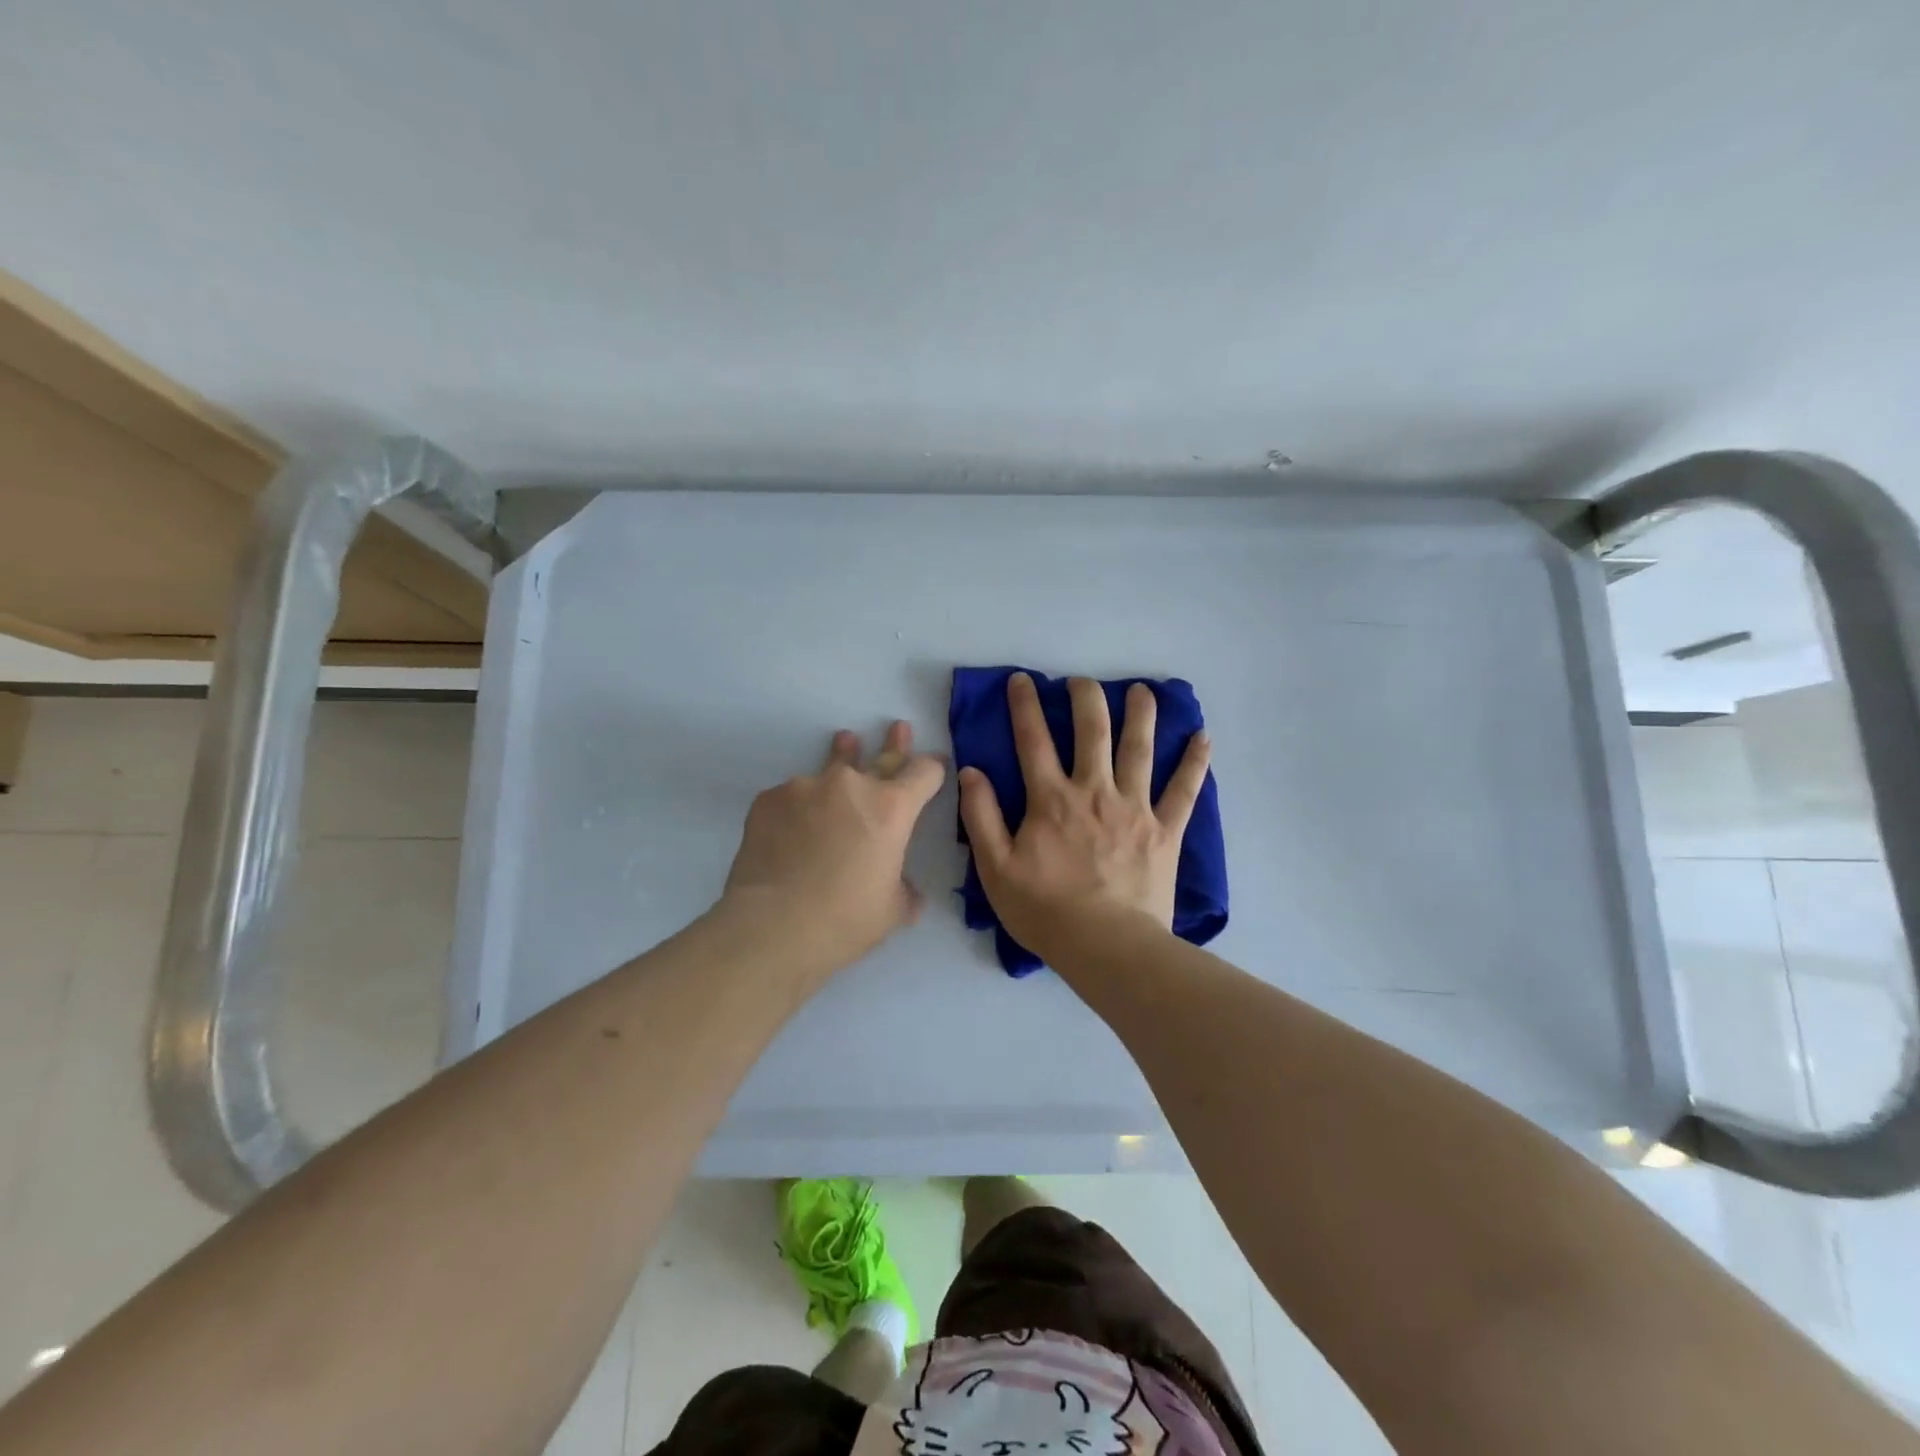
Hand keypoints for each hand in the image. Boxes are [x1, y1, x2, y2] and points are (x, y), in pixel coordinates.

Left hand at [721, 721, 945, 976]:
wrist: (772, 927)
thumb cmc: (845, 920)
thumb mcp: (892, 910)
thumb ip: (904, 889)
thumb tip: (906, 890)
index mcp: (892, 808)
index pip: (924, 773)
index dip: (933, 769)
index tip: (935, 764)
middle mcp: (851, 786)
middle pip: (881, 756)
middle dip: (894, 744)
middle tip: (898, 727)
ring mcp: (806, 787)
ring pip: (831, 767)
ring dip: (843, 755)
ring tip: (845, 740)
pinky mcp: (769, 799)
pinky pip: (792, 796)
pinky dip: (799, 806)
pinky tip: (791, 827)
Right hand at [958, 673, 1210, 957]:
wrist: (1106, 946)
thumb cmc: (1045, 910)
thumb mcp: (996, 868)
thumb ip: (981, 816)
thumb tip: (971, 772)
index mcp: (1052, 799)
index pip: (1033, 740)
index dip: (1025, 705)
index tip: (1024, 679)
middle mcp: (1095, 791)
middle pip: (1092, 731)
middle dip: (1086, 697)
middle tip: (1082, 681)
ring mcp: (1135, 808)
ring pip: (1140, 749)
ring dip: (1141, 714)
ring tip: (1142, 690)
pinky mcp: (1165, 830)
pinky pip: (1185, 791)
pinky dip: (1195, 763)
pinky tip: (1203, 737)